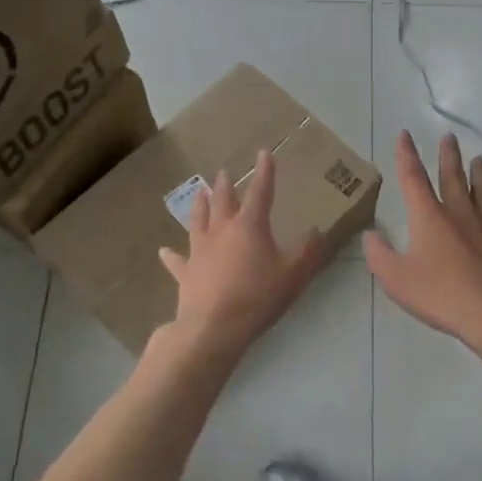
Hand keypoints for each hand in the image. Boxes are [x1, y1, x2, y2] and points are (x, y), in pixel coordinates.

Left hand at [159, 150, 329, 356]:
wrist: (213, 328)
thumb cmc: (258, 297)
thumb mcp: (293, 275)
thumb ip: (307, 252)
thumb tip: (317, 230)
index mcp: (249, 226)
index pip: (260, 192)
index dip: (264, 172)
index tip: (264, 152)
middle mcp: (221, 230)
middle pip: (223, 201)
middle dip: (225, 185)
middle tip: (223, 173)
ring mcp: (199, 250)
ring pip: (197, 220)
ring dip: (199, 205)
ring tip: (198, 192)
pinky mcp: (185, 272)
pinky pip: (177, 260)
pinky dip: (172, 255)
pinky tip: (164, 250)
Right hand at [364, 131, 481, 341]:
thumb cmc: (441, 295)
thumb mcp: (396, 279)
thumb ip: (379, 255)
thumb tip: (370, 235)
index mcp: (429, 216)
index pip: (413, 178)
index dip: (407, 155)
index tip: (406, 135)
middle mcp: (460, 212)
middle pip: (453, 176)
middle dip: (448, 155)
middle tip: (449, 137)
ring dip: (479, 173)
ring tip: (478, 159)